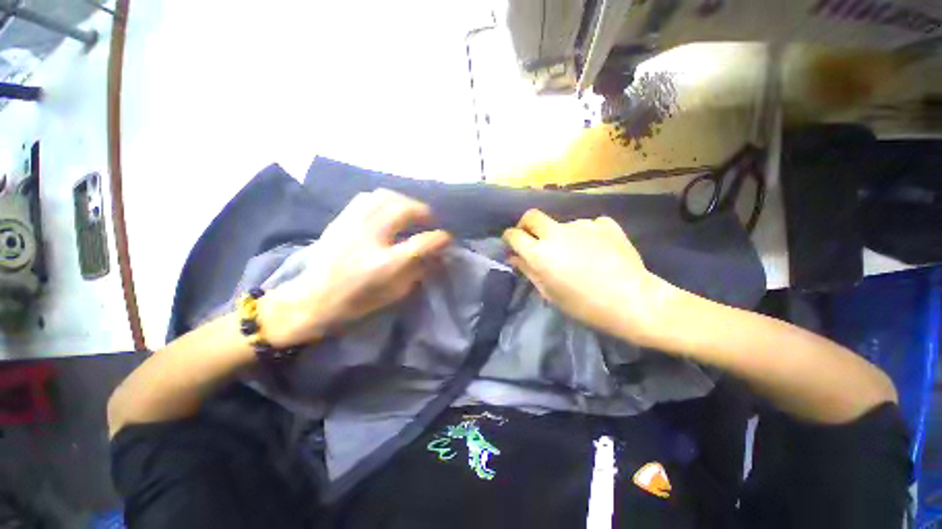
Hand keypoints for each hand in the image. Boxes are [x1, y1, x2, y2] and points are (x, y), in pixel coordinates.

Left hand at [259, 189, 450, 347]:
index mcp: (385, 265)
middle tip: (430, 222)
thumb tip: (438, 252)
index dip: (440, 238)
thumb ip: (420, 269)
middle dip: (424, 212)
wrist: (313, 299)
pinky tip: (388, 210)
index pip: (422, 243)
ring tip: (411, 213)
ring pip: (386, 197)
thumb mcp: (396, 293)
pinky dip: (385, 200)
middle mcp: (369, 239)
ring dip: (405, 202)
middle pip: (404, 209)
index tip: (447, 237)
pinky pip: (367, 197)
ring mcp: (352, 225)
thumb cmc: (358, 301)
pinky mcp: (341, 219)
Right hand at [503, 210, 679, 345]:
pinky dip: (585, 235)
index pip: (514, 235)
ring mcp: (582, 225)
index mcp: (540, 253)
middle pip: (532, 216)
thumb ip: (529, 271)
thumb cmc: (584, 305)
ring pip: (561, 224)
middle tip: (532, 239)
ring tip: (576, 254)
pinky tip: (596, 250)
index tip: (512, 244)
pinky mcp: (604, 224)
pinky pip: (587, 225)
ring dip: (561, 236)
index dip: (510, 238)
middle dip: (526, 225)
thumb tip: (514, 258)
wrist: (632, 301)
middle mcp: (557, 233)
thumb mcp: (550, 293)